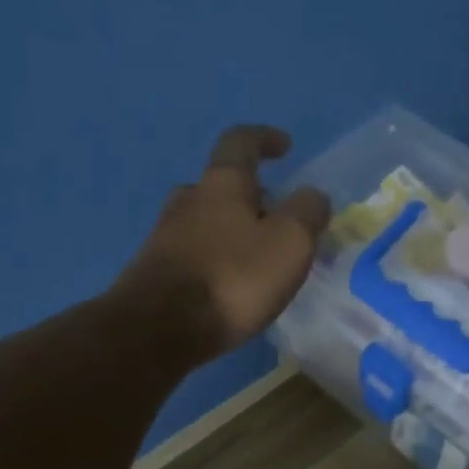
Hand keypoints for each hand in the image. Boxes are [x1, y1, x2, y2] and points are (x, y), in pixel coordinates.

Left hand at [114, 125, 330, 362]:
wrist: (159, 329)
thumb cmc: (232, 279)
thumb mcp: (289, 243)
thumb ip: (307, 213)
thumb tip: (313, 196)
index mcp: (221, 183)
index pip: (241, 142)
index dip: (265, 139)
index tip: (285, 147)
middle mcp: (188, 201)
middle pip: (221, 186)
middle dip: (250, 196)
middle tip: (276, 219)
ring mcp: (166, 237)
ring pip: (205, 222)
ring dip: (232, 231)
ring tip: (257, 259)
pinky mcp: (155, 273)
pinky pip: (194, 255)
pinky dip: (216, 261)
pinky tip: (230, 288)